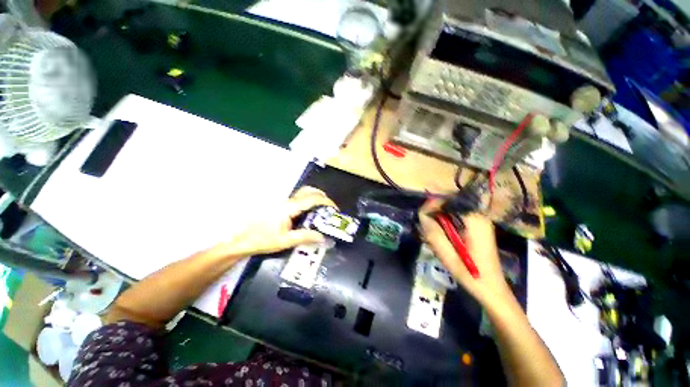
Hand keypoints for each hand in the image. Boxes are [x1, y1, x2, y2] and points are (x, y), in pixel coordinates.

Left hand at [220, 186, 337, 256]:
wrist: (240, 239)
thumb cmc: (261, 240)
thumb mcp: (285, 241)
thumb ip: (304, 237)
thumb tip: (322, 237)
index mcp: (288, 208)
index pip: (311, 199)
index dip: (325, 201)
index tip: (335, 208)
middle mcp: (286, 201)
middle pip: (307, 191)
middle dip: (321, 195)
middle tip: (329, 206)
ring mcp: (282, 202)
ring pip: (301, 193)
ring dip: (314, 197)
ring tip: (321, 208)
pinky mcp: (279, 205)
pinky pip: (297, 199)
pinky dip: (307, 201)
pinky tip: (308, 212)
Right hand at [419, 201, 513, 308]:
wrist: (492, 289)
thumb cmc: (471, 274)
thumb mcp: (448, 256)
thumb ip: (434, 233)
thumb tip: (421, 215)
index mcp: (475, 220)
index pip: (448, 201)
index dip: (432, 205)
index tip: (421, 217)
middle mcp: (479, 216)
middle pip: (450, 204)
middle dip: (434, 213)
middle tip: (425, 227)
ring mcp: (480, 221)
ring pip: (451, 211)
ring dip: (439, 219)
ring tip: (432, 233)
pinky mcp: (478, 227)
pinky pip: (456, 217)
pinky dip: (446, 223)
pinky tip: (443, 236)